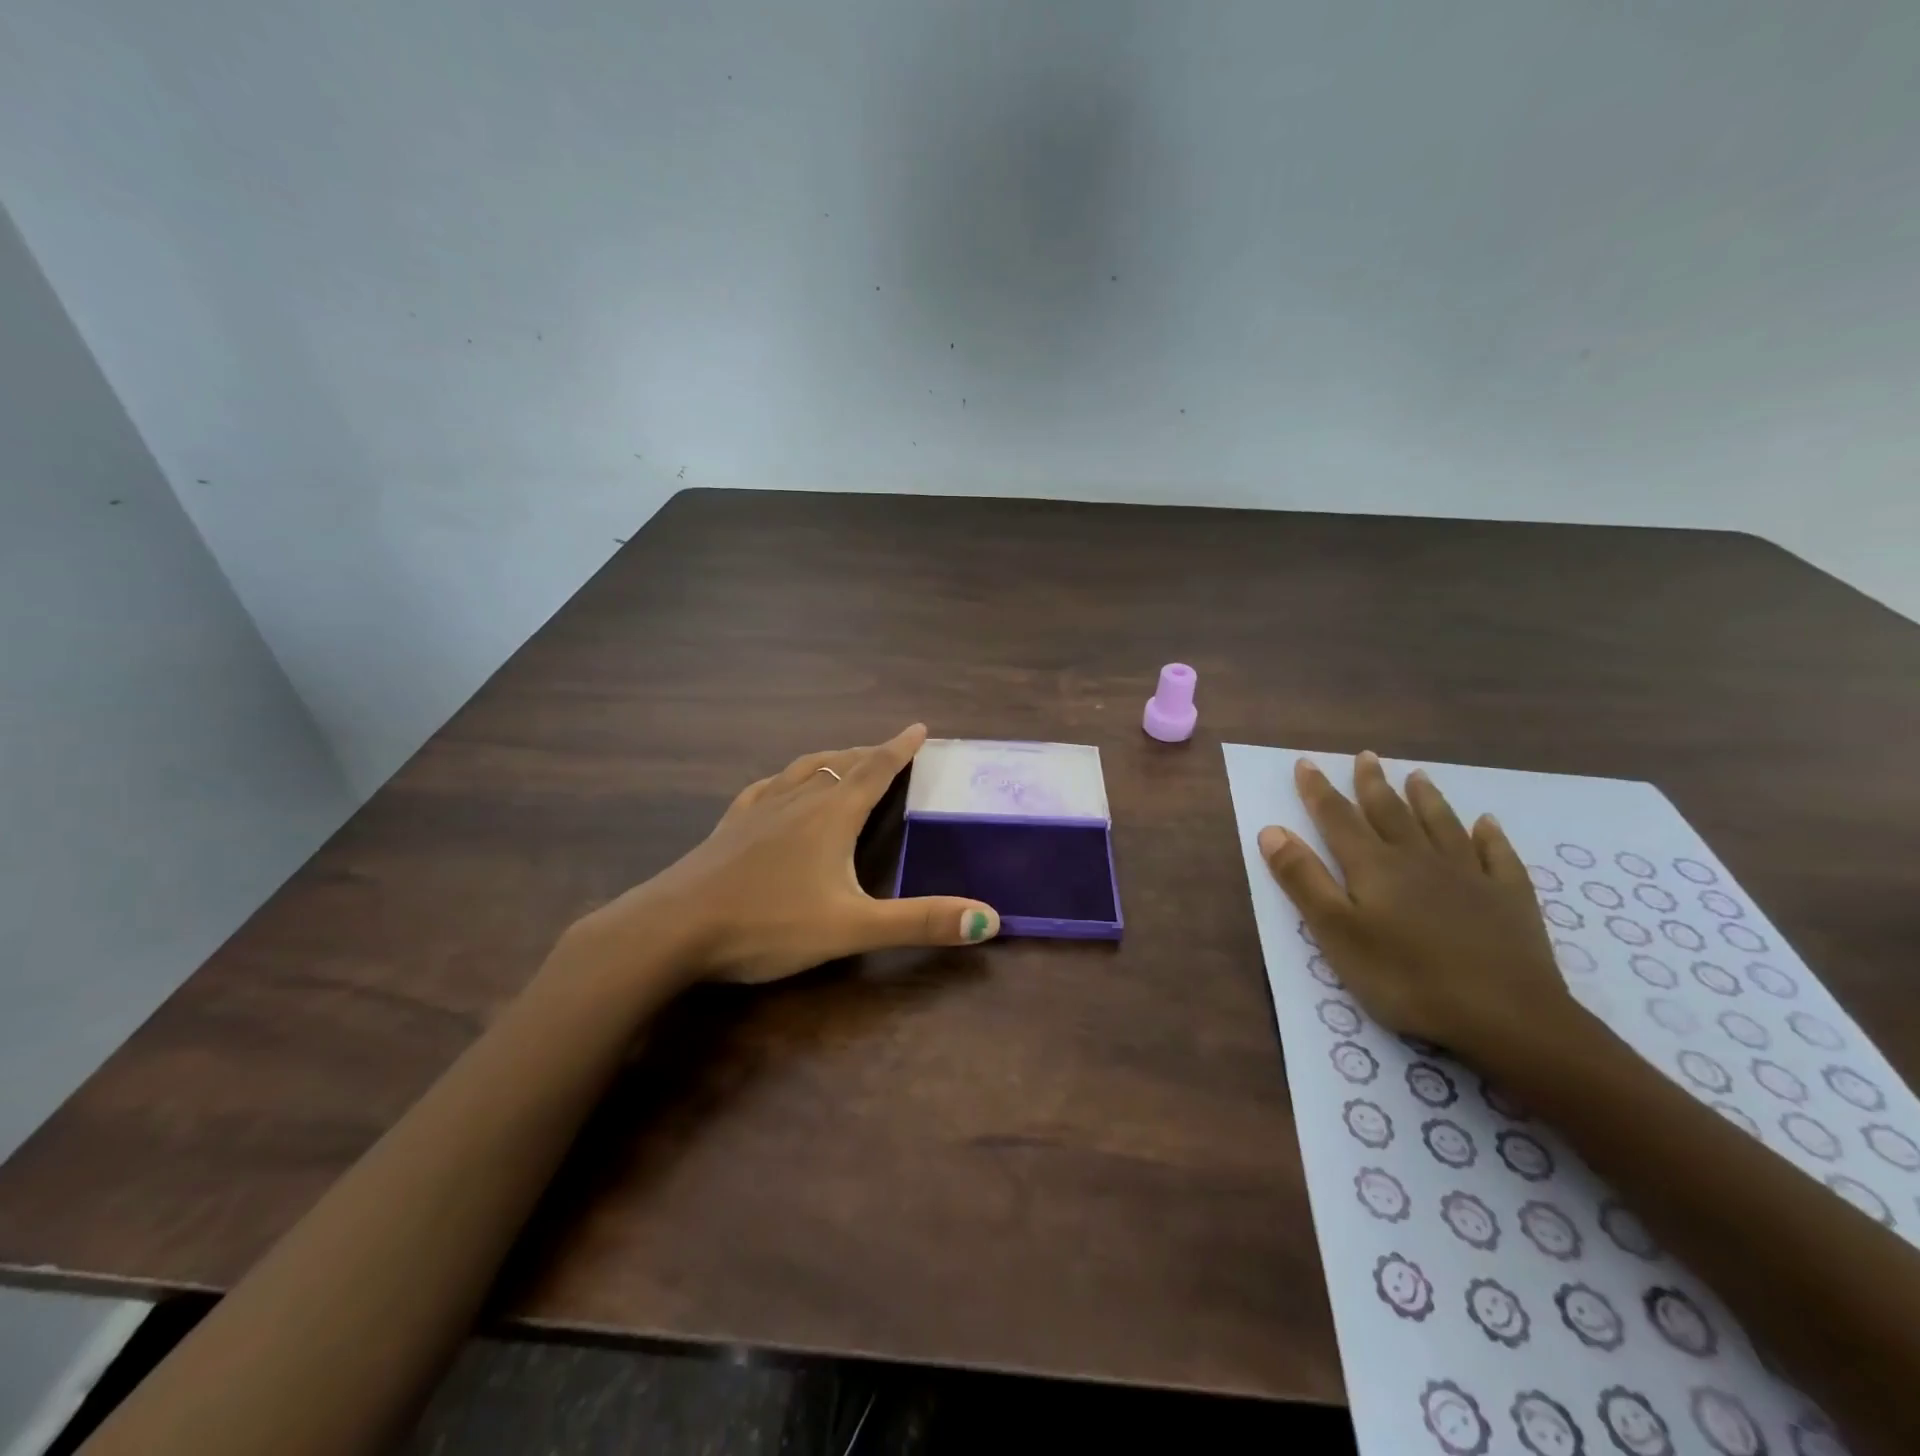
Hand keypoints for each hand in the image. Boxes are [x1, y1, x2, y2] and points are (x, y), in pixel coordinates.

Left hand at [573, 724, 999, 986]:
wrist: (673, 930)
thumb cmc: (769, 924)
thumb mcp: (853, 928)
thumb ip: (920, 922)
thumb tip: (989, 919)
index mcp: (831, 814)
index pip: (876, 769)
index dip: (901, 748)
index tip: (919, 727)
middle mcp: (797, 800)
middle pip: (841, 764)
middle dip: (870, 753)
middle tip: (890, 750)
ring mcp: (758, 810)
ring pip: (803, 770)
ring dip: (831, 760)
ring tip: (844, 760)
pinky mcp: (730, 826)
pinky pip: (766, 788)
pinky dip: (786, 779)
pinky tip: (778, 788)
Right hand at [1258, 752, 1576, 1055]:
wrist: (1506, 1016)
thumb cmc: (1405, 977)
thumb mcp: (1336, 932)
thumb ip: (1303, 879)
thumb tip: (1272, 830)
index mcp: (1374, 867)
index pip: (1338, 818)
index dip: (1318, 790)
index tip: (1306, 762)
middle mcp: (1418, 860)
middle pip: (1391, 813)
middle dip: (1373, 784)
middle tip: (1367, 756)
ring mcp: (1469, 877)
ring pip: (1442, 826)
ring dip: (1427, 799)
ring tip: (1417, 774)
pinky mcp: (1509, 900)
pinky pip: (1498, 857)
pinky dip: (1490, 837)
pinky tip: (1488, 824)